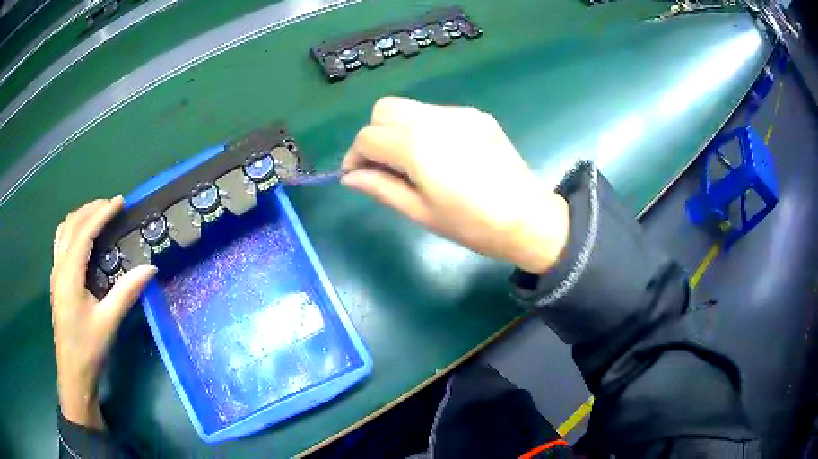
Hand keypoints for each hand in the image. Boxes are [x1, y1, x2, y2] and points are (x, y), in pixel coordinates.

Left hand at [50, 197, 156, 428]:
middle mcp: (59, 268)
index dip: (102, 213)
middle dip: (90, 209)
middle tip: (111, 205)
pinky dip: (73, 230)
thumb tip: (151, 268)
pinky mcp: (56, 281)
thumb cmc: (88, 349)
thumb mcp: (108, 323)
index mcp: (69, 275)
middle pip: (70, 225)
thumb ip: (126, 292)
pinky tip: (83, 238)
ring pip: (63, 231)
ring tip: (97, 214)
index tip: (120, 202)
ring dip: (79, 217)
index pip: (84, 232)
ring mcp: (55, 274)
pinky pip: (61, 243)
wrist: (73, 374)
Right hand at [342, 97, 568, 272]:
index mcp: (416, 145)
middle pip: (384, 109)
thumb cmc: (471, 224)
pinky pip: (436, 113)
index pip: (368, 137)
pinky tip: (440, 155)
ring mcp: (458, 113)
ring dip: (398, 129)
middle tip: (383, 164)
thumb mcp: (420, 212)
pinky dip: (424, 128)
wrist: (528, 217)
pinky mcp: (476, 115)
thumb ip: (380, 187)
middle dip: (374, 134)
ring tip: (412, 161)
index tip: (357, 175)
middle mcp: (434, 118)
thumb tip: (350, 177)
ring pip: (410, 108)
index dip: (355, 156)